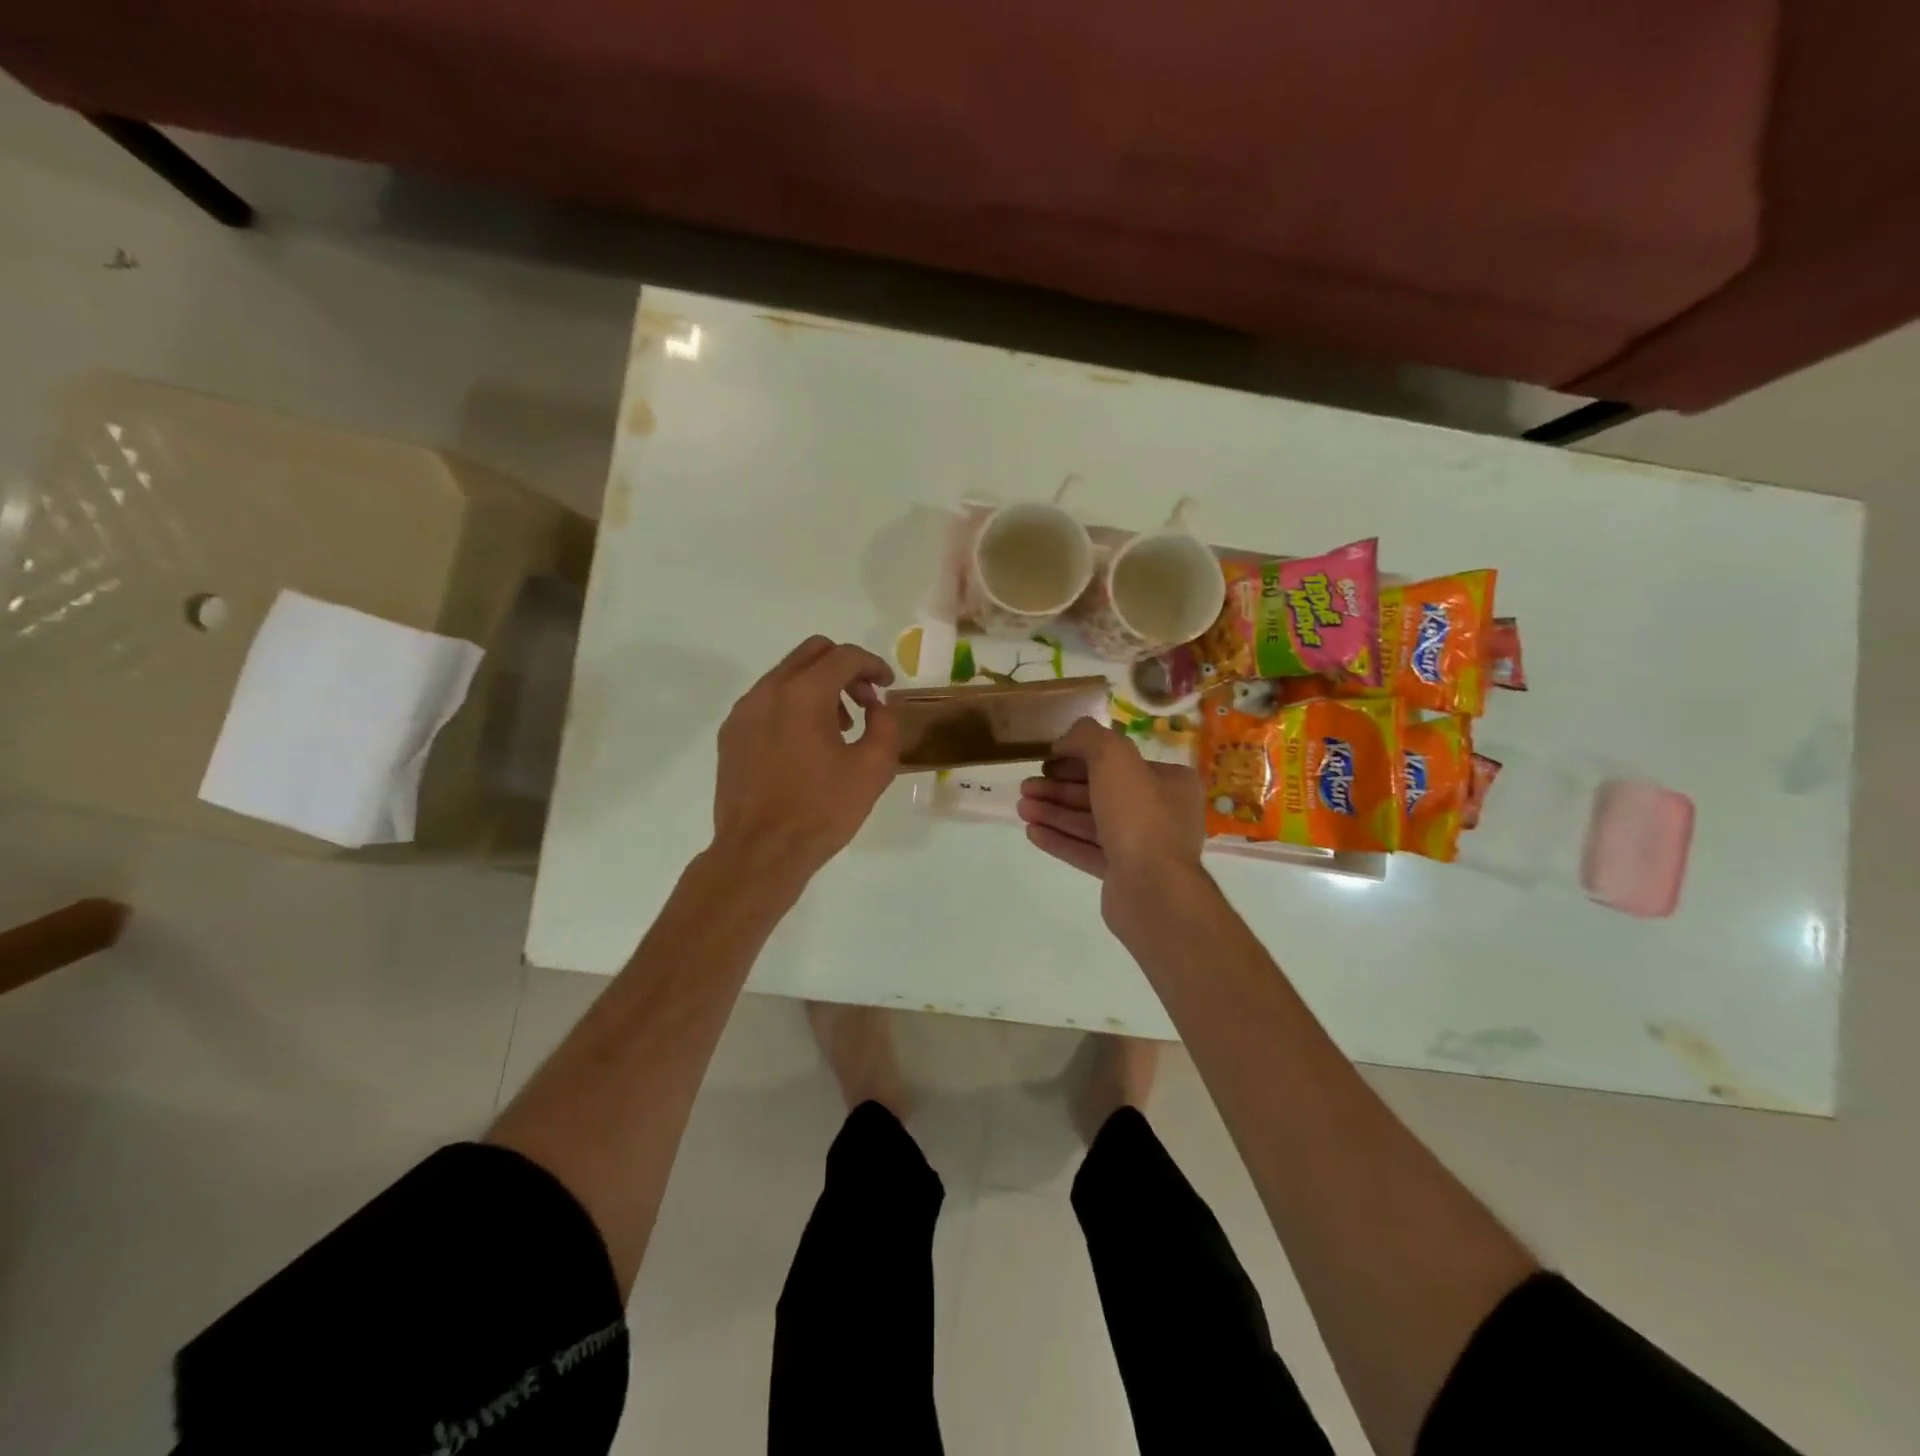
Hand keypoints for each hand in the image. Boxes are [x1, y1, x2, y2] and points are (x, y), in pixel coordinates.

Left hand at [712, 636, 897, 881]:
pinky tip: (805, 745)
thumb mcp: (874, 768)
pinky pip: (767, 701)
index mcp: (805, 693)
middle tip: (865, 701)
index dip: (874, 665)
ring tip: (838, 729)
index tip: (888, 686)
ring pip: (787, 675)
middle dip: (845, 668)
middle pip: (812, 652)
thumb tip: (877, 707)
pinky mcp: (731, 734)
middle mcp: (769, 690)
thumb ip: (885, 724)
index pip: (845, 656)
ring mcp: (744, 711)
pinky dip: (792, 706)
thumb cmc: (822, 810)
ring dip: (819, 687)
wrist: (760, 852)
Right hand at [1018, 718, 1206, 917]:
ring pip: (1091, 823)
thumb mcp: (1113, 757)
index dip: (1078, 758)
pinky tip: (1033, 832)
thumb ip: (1088, 737)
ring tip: (1021, 808)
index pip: (1118, 763)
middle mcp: (1161, 812)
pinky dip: (1061, 840)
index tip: (1046, 761)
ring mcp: (1143, 846)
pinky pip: (1088, 851)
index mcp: (1169, 782)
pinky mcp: (1124, 874)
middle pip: (1100, 793)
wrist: (1153, 889)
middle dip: (1059, 788)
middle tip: (1025, 787)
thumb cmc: (1138, 815)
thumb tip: (1066, 741)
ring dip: (1054, 813)